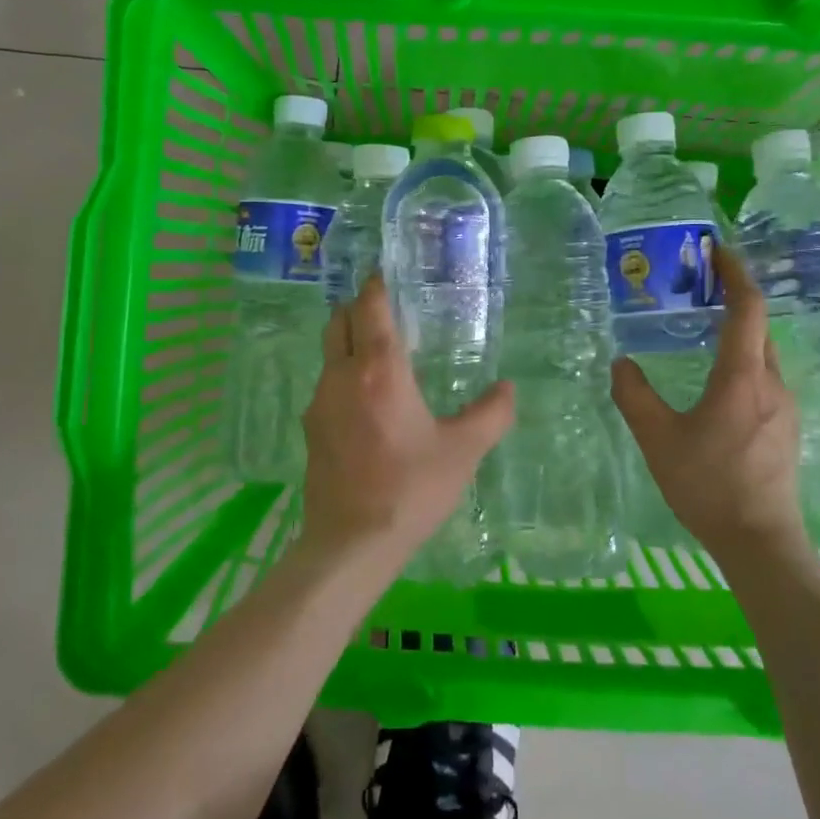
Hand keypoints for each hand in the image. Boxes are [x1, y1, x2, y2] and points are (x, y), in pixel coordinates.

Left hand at [300, 274, 515, 569]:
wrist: (352, 543)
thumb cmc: (411, 489)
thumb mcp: (462, 451)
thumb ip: (491, 415)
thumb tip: (508, 389)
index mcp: (379, 369)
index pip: (369, 308)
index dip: (376, 286)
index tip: (386, 275)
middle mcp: (341, 375)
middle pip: (339, 322)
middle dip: (358, 309)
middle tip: (386, 312)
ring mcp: (319, 403)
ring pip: (329, 354)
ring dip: (349, 343)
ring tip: (380, 357)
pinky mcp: (311, 430)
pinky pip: (326, 386)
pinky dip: (344, 377)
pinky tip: (367, 403)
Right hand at [611, 243, 806, 564]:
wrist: (761, 542)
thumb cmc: (709, 485)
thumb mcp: (658, 439)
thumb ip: (635, 396)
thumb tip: (620, 363)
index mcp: (743, 377)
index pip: (748, 308)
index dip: (735, 273)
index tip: (716, 249)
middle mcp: (771, 383)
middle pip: (758, 326)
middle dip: (734, 298)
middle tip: (698, 286)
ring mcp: (784, 407)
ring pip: (762, 353)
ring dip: (738, 331)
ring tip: (702, 329)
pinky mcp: (785, 428)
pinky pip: (763, 378)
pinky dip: (742, 360)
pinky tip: (716, 381)